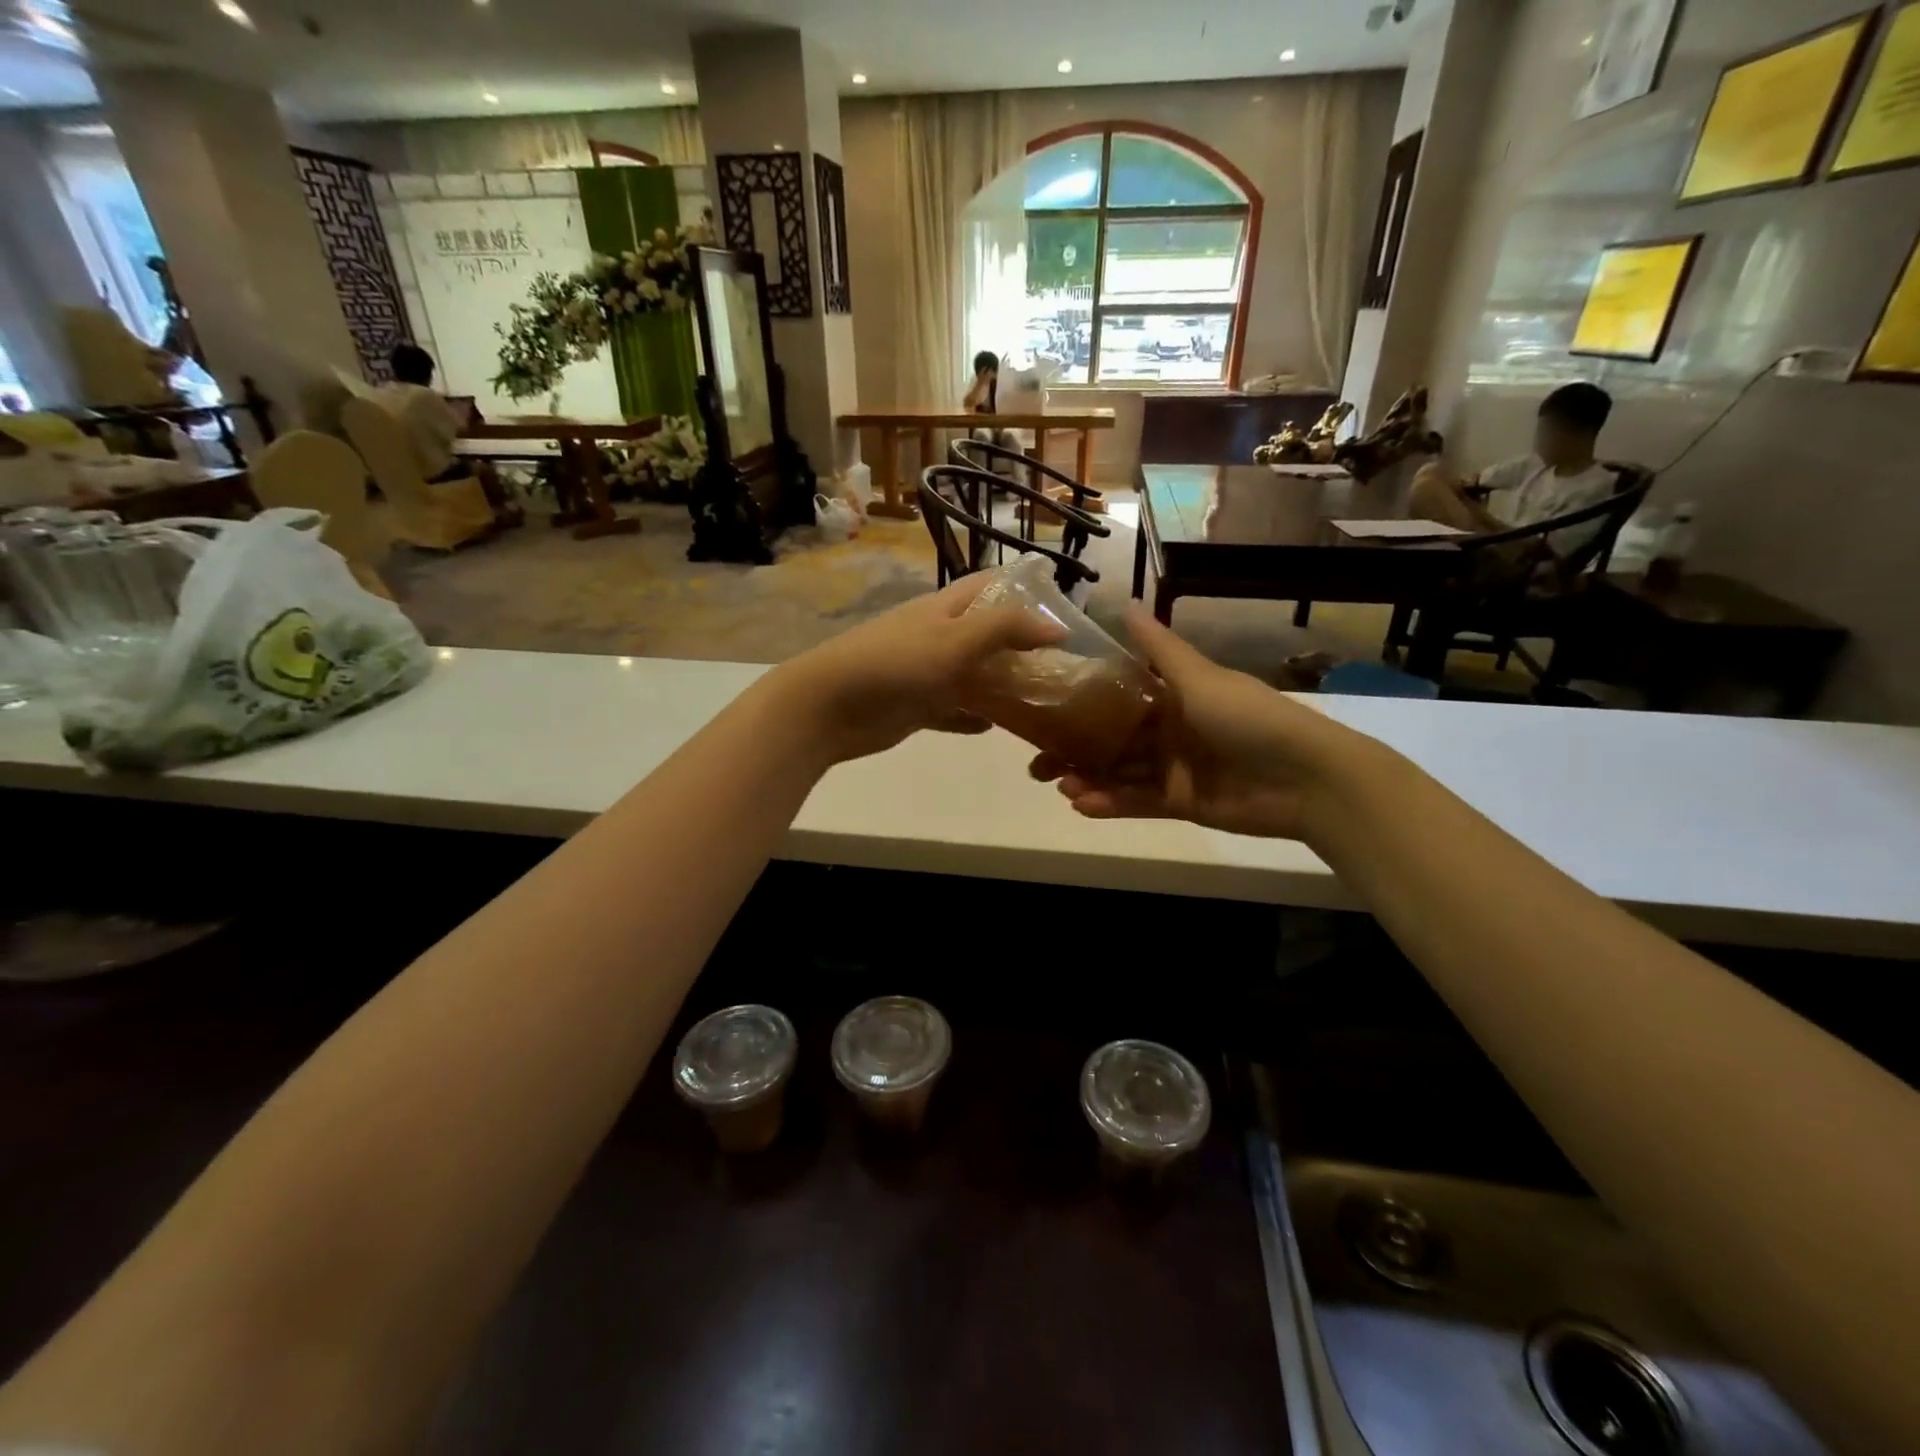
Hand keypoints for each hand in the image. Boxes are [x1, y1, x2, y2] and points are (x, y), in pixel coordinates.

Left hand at [771, 576, 1063, 763]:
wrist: (829, 706)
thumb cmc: (895, 663)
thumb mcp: (955, 639)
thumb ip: (1006, 629)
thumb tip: (1059, 628)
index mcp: (944, 609)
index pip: (990, 588)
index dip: (1024, 592)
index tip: (1062, 610)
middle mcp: (937, 636)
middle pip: (986, 635)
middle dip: (1020, 647)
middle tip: (1061, 667)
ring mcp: (925, 673)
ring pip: (973, 676)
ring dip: (1002, 686)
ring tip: (1042, 700)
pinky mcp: (916, 707)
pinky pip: (953, 710)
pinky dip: (973, 717)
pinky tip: (998, 728)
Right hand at [1029, 607, 1371, 841]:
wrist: (1305, 777)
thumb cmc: (1247, 717)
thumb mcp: (1198, 677)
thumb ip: (1158, 649)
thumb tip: (1122, 603)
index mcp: (1172, 696)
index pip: (1117, 697)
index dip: (1080, 704)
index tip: (1042, 709)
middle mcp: (1169, 730)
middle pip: (1111, 740)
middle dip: (1074, 750)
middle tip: (1036, 763)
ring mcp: (1175, 769)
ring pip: (1120, 773)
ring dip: (1088, 778)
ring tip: (1058, 785)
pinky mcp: (1181, 803)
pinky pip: (1138, 802)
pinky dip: (1110, 803)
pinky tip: (1082, 804)